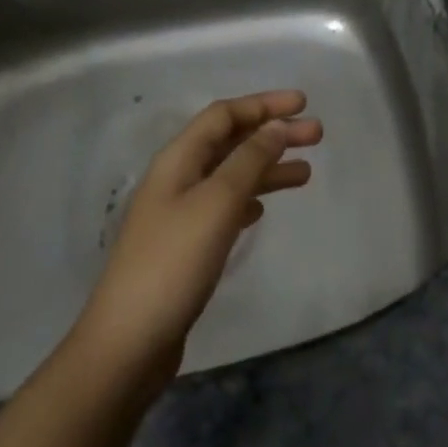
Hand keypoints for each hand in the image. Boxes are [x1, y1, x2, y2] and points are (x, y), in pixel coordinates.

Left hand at [75, 92, 321, 385]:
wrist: (129, 342)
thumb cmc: (174, 263)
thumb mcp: (217, 203)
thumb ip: (248, 161)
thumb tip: (275, 126)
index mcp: (178, 160)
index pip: (224, 115)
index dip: (263, 104)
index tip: (303, 104)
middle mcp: (178, 179)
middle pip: (230, 142)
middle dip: (273, 134)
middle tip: (318, 135)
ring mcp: (180, 214)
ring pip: (232, 176)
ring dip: (267, 168)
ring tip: (306, 173)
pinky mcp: (185, 247)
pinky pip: (224, 207)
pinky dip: (249, 199)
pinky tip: (264, 209)